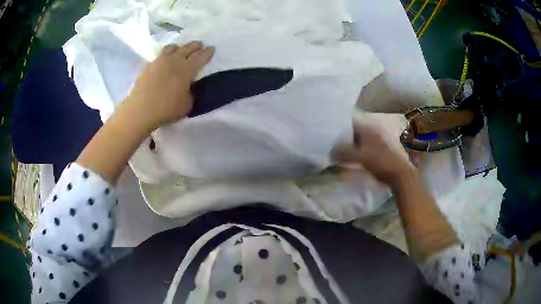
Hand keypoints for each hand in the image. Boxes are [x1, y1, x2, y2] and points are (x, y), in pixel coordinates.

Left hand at [120, 41, 214, 132]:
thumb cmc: (167, 109)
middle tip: (200, 45)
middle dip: (195, 45)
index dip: (207, 52)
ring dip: (180, 47)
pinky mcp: (149, 65)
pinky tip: (165, 61)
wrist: (141, 110)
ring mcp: (160, 61)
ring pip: (172, 47)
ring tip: (180, 49)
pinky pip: (160, 55)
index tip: (211, 48)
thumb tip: (188, 87)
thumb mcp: (187, 104)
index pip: (200, 56)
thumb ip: (191, 92)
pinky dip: (166, 55)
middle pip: (187, 47)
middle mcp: (174, 60)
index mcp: (187, 68)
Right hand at [332, 124, 413, 185]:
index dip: (339, 127)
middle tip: (332, 144)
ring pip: (359, 140)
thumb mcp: (360, 157)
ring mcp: (377, 141)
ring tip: (339, 152)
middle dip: (343, 137)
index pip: (350, 123)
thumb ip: (344, 153)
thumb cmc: (380, 162)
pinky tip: (352, 158)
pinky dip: (357, 151)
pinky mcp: (379, 151)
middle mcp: (372, 132)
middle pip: (354, 132)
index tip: (329, 133)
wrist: (399, 174)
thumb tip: (330, 152)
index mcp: (368, 129)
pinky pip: (364, 148)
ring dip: (350, 145)